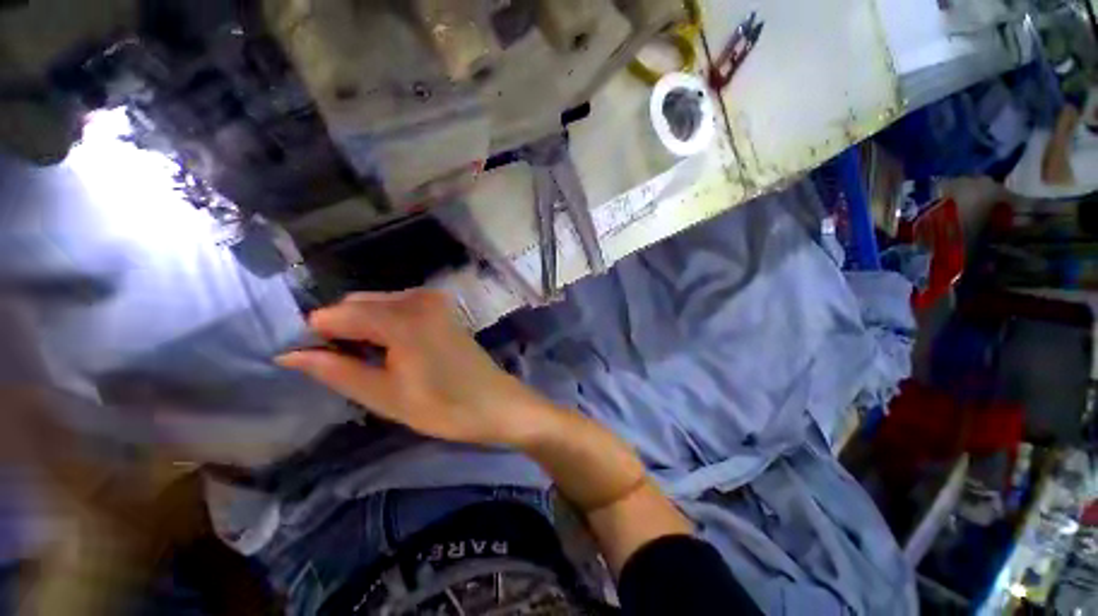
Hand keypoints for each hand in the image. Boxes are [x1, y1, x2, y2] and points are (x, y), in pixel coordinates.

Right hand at [277, 290, 560, 447]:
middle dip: (341, 331)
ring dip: (363, 328)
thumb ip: (336, 370)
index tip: (307, 361)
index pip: (337, 314)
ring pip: (378, 305)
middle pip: (358, 304)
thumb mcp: (384, 395)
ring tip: (369, 363)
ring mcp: (434, 301)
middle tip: (342, 367)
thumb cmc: (443, 406)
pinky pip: (399, 308)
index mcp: (403, 318)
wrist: (495, 403)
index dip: (316, 337)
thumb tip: (290, 354)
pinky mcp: (443, 309)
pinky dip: (385, 325)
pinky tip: (390, 351)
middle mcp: (418, 298)